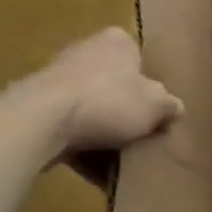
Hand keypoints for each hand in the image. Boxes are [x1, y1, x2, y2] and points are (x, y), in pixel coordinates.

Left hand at [18, 28, 181, 164]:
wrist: (41, 121)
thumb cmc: (108, 101)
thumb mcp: (156, 105)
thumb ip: (169, 105)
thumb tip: (175, 108)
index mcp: (116, 40)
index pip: (138, 58)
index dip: (149, 85)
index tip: (154, 110)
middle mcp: (85, 49)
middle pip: (113, 83)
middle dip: (123, 108)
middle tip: (138, 134)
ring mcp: (56, 77)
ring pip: (90, 106)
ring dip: (101, 130)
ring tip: (117, 158)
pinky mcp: (35, 105)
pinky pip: (68, 127)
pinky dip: (81, 145)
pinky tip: (94, 170)